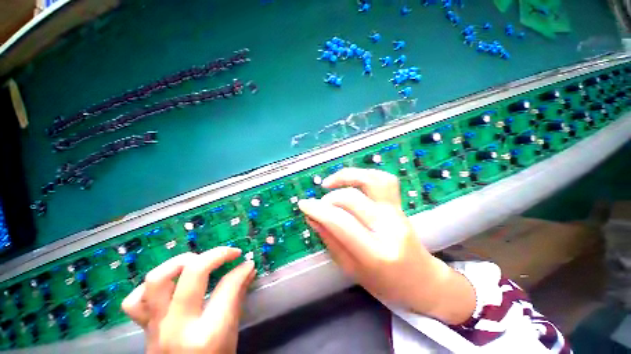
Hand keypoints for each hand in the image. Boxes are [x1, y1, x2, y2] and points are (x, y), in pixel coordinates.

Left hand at [121, 247, 255, 353]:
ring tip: (197, 262)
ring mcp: (156, 327)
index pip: (227, 287)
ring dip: (180, 263)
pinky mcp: (143, 328)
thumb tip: (248, 270)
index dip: (241, 270)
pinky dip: (150, 287)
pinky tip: (168, 286)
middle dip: (216, 255)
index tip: (247, 263)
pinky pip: (134, 301)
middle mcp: (178, 327)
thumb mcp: (232, 334)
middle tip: (230, 253)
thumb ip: (238, 298)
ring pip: (157, 280)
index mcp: (208, 334)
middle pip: (193, 273)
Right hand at [298, 168, 474, 324]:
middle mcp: (389, 228)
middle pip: (353, 199)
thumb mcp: (351, 268)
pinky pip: (383, 179)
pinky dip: (364, 174)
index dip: (318, 210)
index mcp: (375, 253)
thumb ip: (330, 240)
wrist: (421, 280)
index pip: (341, 222)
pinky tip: (351, 180)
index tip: (303, 204)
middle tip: (318, 204)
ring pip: (371, 181)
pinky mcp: (400, 205)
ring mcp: (398, 213)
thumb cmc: (384, 283)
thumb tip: (312, 216)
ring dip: (347, 176)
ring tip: (331, 182)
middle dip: (329, 199)